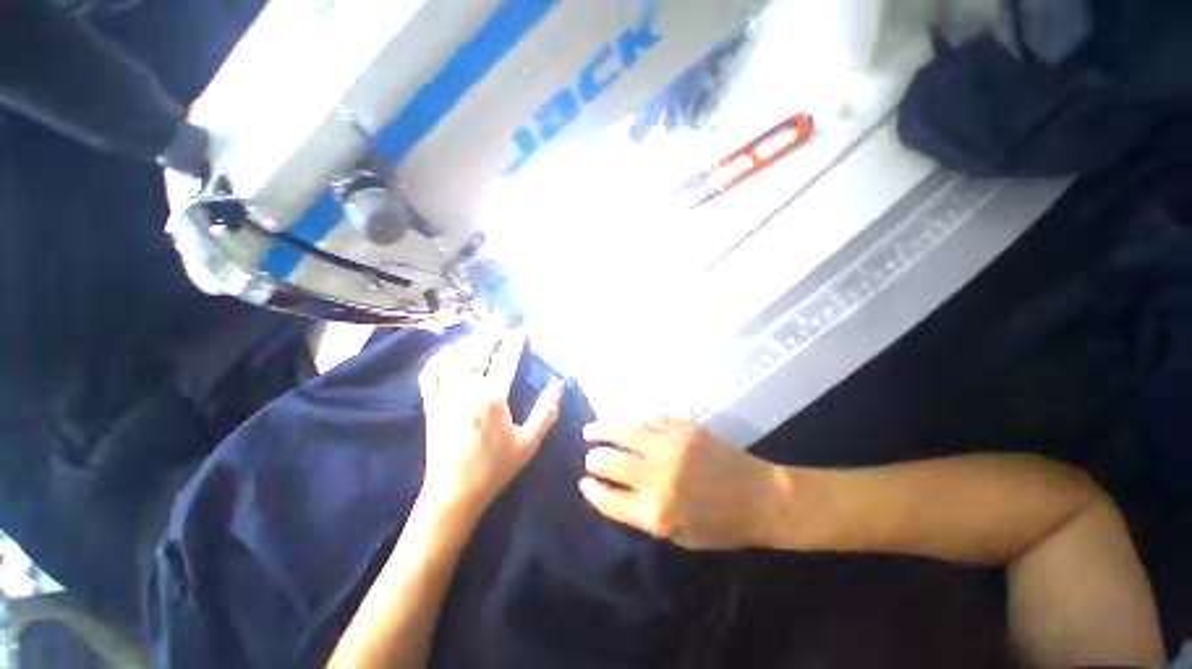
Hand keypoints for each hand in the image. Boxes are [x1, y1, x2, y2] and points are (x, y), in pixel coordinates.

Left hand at [418, 332, 563, 516]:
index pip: (505, 360)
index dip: (515, 341)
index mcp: (492, 398)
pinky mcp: (431, 407)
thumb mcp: (528, 443)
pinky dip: (438, 360)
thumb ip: (546, 411)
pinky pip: (430, 375)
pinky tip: (448, 355)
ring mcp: (445, 397)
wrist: (453, 495)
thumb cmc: (495, 469)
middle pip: (477, 352)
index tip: (522, 328)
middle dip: (490, 334)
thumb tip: (559, 384)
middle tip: (500, 325)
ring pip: (453, 359)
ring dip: (467, 344)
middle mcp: (466, 391)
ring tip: (479, 337)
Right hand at [580, 416, 787, 549]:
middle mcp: (658, 477)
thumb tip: (612, 491)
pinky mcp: (684, 428)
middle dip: (593, 460)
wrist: (762, 498)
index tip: (584, 483)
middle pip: (609, 462)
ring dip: (602, 430)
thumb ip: (641, 515)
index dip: (591, 490)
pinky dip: (633, 418)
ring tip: (590, 430)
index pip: (607, 499)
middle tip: (591, 457)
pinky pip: (649, 417)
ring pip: (624, 432)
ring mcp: (671, 447)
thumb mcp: (677, 535)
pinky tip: (626, 419)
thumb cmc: (720, 525)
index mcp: (656, 513)